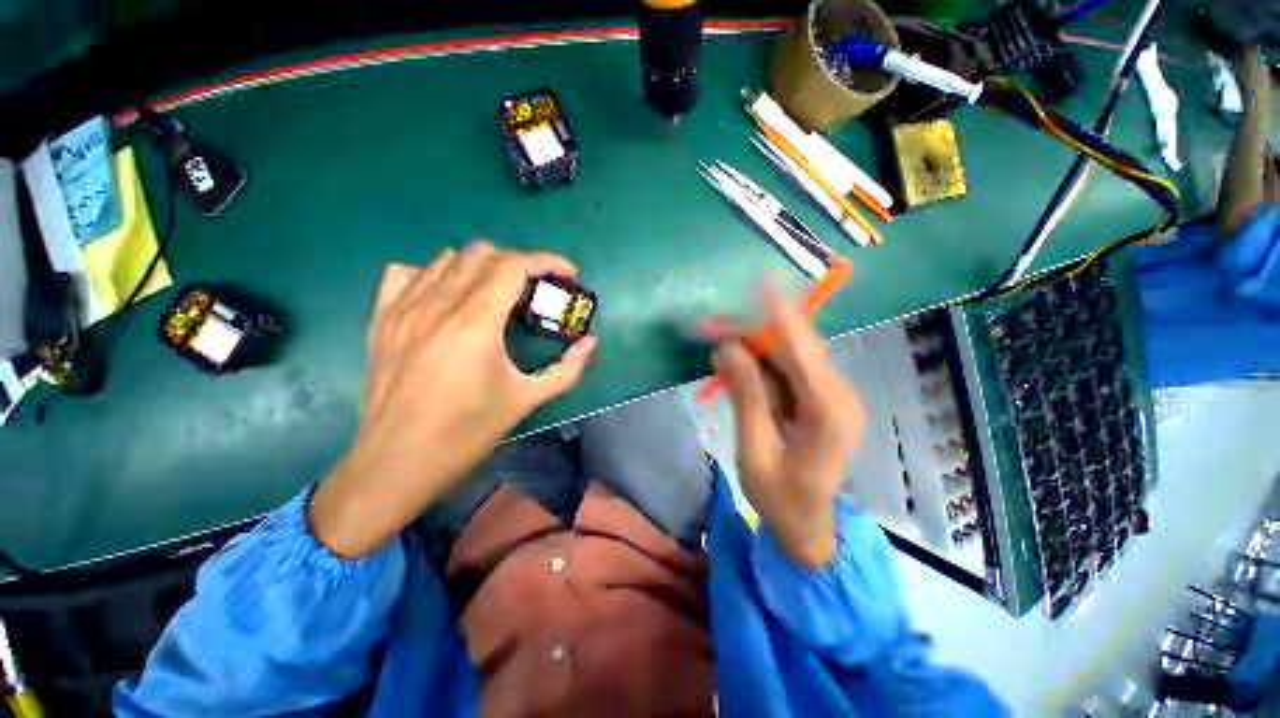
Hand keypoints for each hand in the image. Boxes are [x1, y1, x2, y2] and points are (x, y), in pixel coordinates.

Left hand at [310, 242, 597, 556]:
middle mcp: (437, 305)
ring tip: (495, 296)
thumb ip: (568, 369)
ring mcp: (402, 308)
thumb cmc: (467, 433)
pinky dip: (433, 274)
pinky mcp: (380, 318)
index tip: (568, 274)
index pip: (515, 265)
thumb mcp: (527, 400)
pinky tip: (446, 299)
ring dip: (481, 268)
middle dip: (519, 264)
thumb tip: (590, 343)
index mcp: (476, 323)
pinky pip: (407, 273)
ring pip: (447, 258)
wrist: (396, 462)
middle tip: (535, 291)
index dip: (548, 261)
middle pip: (483, 253)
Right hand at [704, 283, 863, 567]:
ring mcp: (829, 395)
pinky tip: (732, 363)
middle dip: (749, 333)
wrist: (807, 524)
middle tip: (707, 327)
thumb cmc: (780, 498)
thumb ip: (746, 397)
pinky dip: (757, 364)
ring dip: (750, 347)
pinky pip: (785, 370)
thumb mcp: (755, 450)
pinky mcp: (817, 397)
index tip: (766, 283)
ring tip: (713, 341)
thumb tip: (729, 349)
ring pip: (787, 356)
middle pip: (792, 349)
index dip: (783, 316)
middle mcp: (837, 395)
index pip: (805, 353)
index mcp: (828, 413)